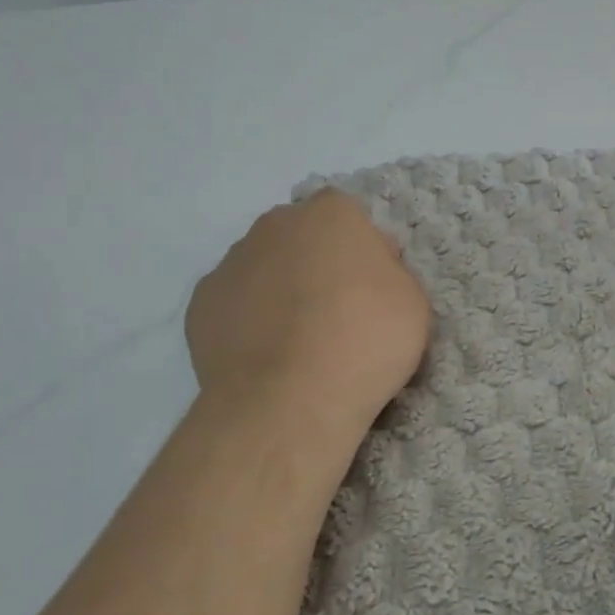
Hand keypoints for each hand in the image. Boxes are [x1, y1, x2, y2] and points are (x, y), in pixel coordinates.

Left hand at [186, 191, 430, 443]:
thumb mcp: (413, 302)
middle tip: (337, 312)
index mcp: (331, 214)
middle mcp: (275, 225)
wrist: (289, 400)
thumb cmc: (365, 340)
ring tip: (298, 342)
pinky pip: (235, 304)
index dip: (363, 251)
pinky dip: (249, 322)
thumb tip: (366, 270)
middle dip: (317, 263)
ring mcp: (231, 263)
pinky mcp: (201, 304)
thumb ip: (390, 272)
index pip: (350, 217)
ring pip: (264, 267)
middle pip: (302, 236)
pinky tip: (266, 356)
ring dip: (280, 290)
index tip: (373, 289)